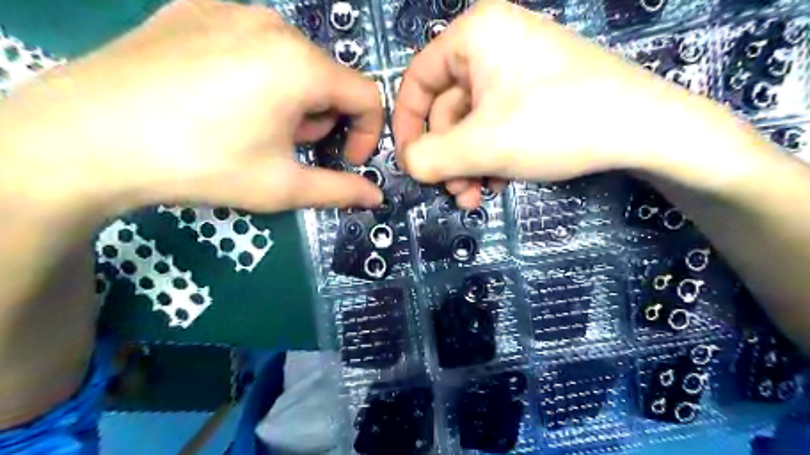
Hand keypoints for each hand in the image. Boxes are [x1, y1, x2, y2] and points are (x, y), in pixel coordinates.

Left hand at [0, 0, 383, 214]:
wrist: (85, 138)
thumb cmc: (202, 164)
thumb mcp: (282, 186)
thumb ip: (339, 190)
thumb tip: (375, 197)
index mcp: (301, 66)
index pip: (367, 95)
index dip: (366, 133)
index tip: (344, 159)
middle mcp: (274, 25)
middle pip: (328, 78)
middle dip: (322, 119)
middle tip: (288, 148)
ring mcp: (230, 10)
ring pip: (293, 60)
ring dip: (293, 99)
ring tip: (254, 126)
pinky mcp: (195, 9)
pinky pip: (253, 43)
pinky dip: (258, 75)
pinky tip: (222, 99)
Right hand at [393, 0, 734, 208]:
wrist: (645, 129)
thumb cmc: (554, 124)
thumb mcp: (481, 145)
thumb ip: (429, 157)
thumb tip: (407, 163)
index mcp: (474, 35)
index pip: (417, 80)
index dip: (406, 125)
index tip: (409, 162)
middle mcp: (492, 44)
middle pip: (447, 110)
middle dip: (448, 158)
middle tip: (456, 194)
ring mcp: (517, 69)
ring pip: (472, 124)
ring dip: (468, 165)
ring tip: (476, 196)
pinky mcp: (535, 92)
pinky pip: (496, 125)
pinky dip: (491, 157)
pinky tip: (499, 184)